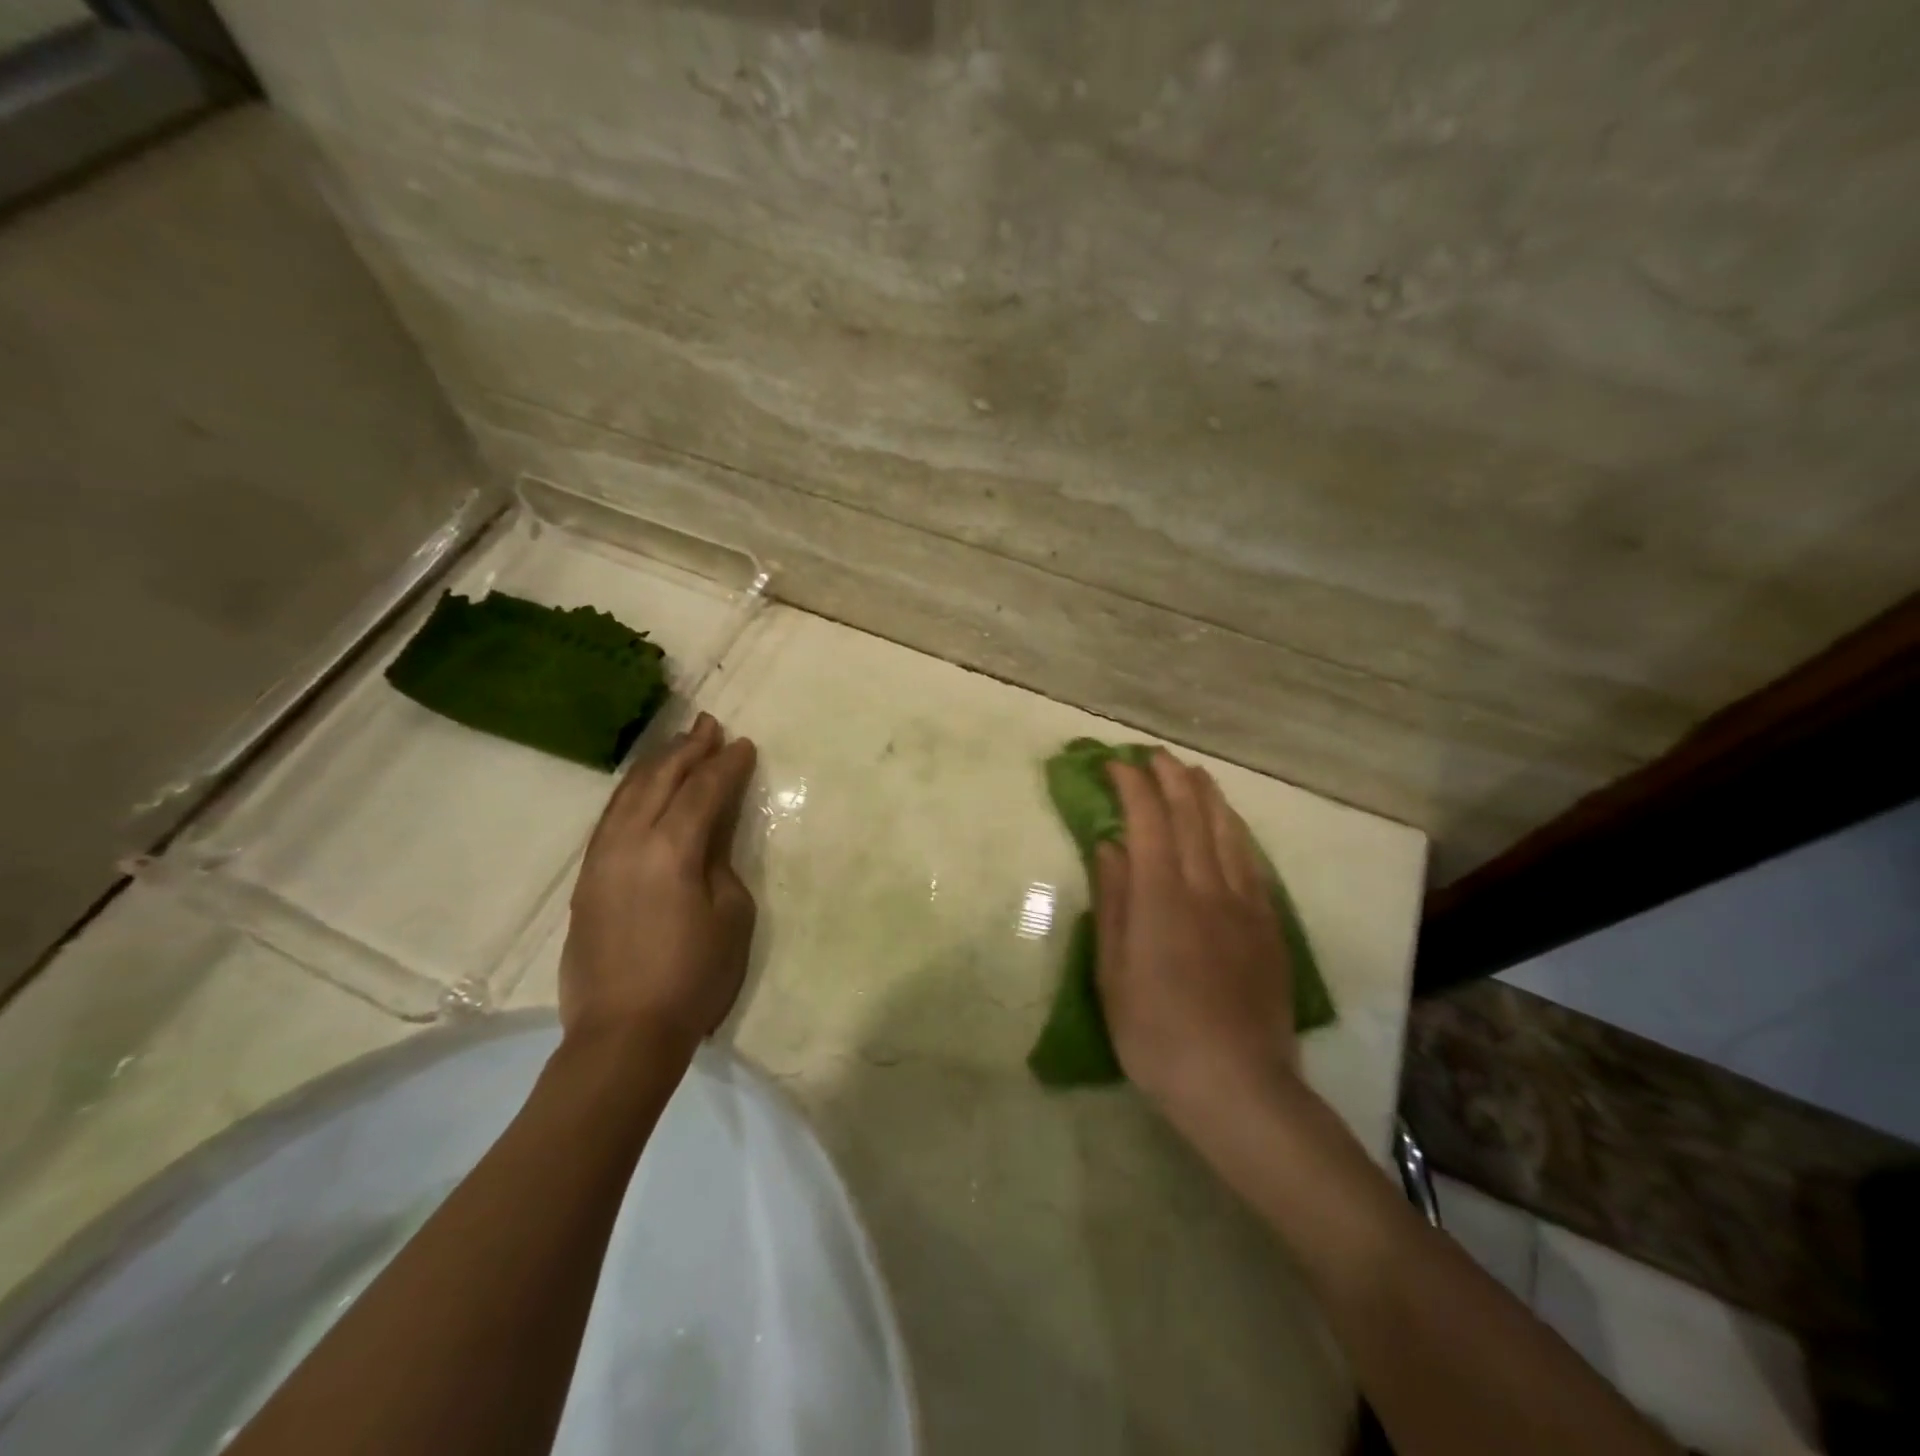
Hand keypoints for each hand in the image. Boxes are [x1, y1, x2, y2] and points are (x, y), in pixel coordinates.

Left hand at [559, 712, 757, 1060]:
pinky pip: (610, 818)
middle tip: (709, 725)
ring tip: (678, 745)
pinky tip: (643, 788)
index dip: (726, 765)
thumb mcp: (731, 916)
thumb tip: (709, 834)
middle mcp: (630, 842)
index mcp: (672, 850)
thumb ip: (720, 862)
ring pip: (627, 794)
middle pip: (659, 780)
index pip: (702, 791)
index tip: (743, 744)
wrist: (623, 1033)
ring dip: (656, 764)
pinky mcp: (587, 879)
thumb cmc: (694, 977)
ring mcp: (601, 859)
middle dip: (687, 749)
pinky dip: (631, 792)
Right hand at [1095, 750, 1296, 1124]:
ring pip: (1228, 830)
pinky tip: (1230, 826)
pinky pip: (1252, 862)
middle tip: (1152, 756)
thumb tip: (1109, 847)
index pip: (1148, 819)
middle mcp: (1207, 886)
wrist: (1237, 1085)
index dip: (1131, 784)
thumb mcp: (1113, 972)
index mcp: (1162, 896)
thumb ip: (1113, 902)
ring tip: (1193, 773)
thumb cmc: (1156, 1033)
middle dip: (1170, 776)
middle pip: (1192, 813)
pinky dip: (1236, 831)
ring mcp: (1244, 903)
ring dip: (1207, 794)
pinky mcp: (1268, 925)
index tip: (1113, 764)